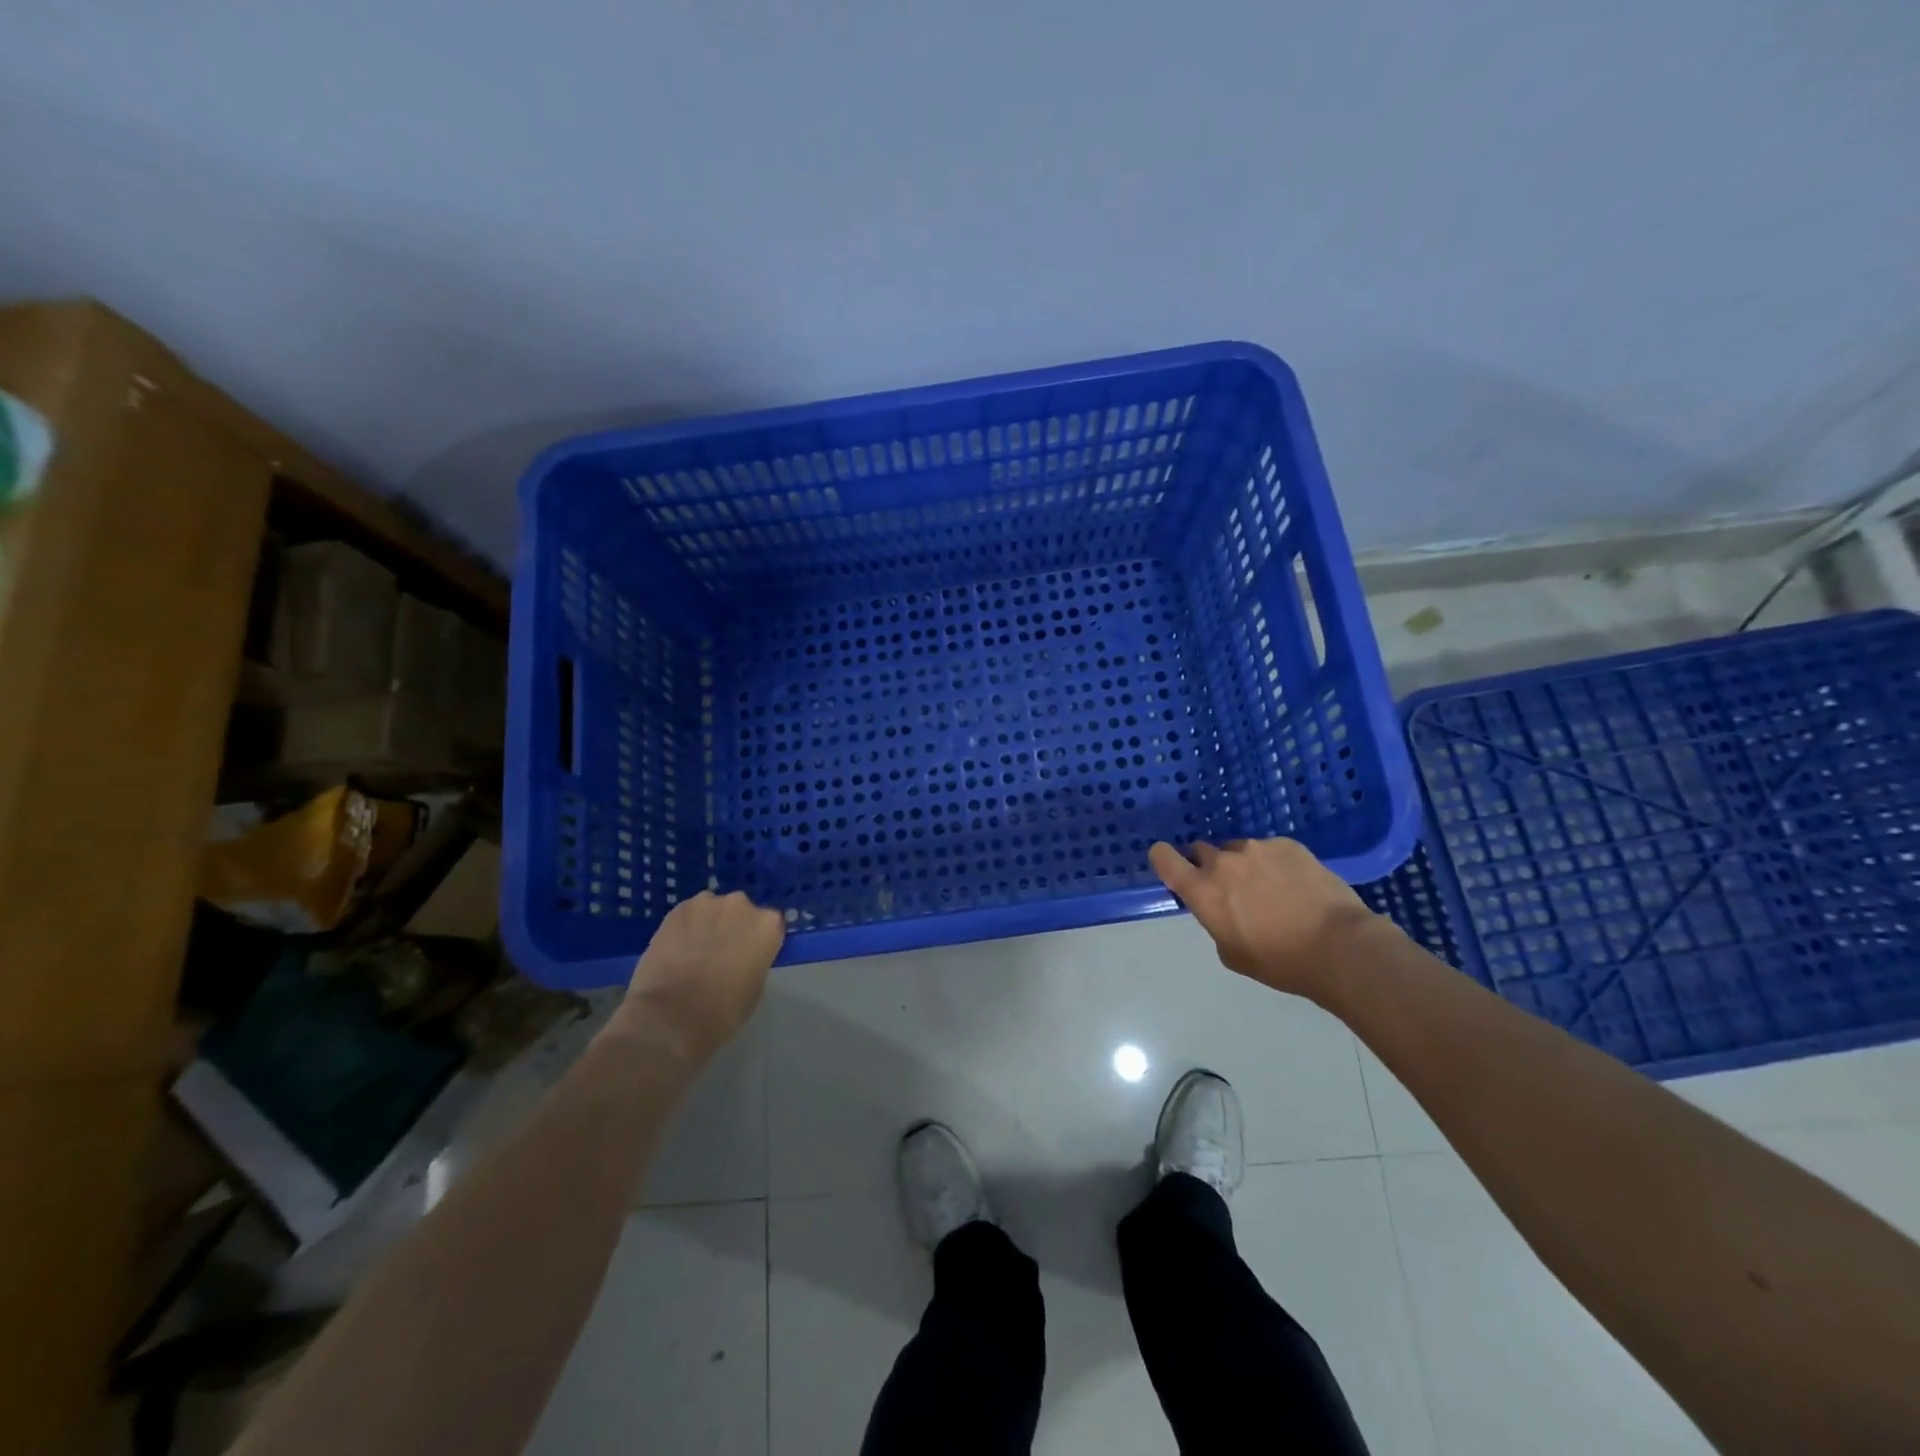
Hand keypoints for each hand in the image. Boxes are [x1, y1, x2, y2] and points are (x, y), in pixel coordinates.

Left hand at [614, 891, 785, 1065]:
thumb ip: (754, 959)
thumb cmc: (724, 1010)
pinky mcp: (677, 909)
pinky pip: (687, 916)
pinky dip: (684, 929)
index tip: (748, 956)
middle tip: (720, 953)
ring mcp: (707, 903)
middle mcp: (741, 905)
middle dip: (732, 927)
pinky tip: (674, 951)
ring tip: (693, 953)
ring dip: (707, 925)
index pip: (769, 925)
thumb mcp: (756, 986)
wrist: (672, 1016)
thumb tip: (741, 955)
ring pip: (711, 911)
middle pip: (740, 911)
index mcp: (768, 924)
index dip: (757, 940)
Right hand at [1149, 838, 1381, 1003]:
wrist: (1340, 946)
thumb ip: (1215, 921)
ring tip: (1271, 890)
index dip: (1164, 859)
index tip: (1173, 867)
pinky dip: (1274, 863)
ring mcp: (1257, 848)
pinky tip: (1296, 885)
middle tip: (1232, 891)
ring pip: (1238, 850)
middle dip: (1210, 868)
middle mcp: (1223, 861)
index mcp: (1202, 890)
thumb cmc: (1280, 961)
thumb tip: (1222, 907)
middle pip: (1201, 851)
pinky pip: (1270, 849)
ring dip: (1244, 865)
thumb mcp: (1231, 953)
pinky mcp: (1288, 844)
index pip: (1163, 857)